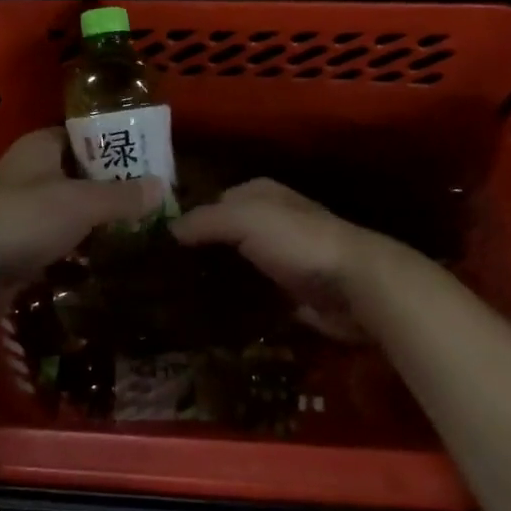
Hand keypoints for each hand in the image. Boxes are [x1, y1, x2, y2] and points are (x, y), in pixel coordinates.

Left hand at [0, 129, 164, 286]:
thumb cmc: (25, 217)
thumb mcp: (82, 203)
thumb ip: (122, 196)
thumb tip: (162, 186)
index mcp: (40, 146)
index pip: (84, 135)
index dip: (115, 144)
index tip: (147, 159)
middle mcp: (28, 170)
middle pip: (78, 172)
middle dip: (110, 185)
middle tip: (149, 198)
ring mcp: (19, 208)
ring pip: (66, 207)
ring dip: (94, 218)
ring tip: (136, 227)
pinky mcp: (15, 242)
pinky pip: (54, 238)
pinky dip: (75, 245)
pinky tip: (104, 256)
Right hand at [171, 178, 409, 341]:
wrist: (355, 286)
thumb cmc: (299, 241)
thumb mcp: (245, 218)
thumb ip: (205, 220)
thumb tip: (169, 229)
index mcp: (260, 193)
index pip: (212, 200)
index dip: (187, 217)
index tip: (155, 242)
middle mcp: (270, 220)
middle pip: (224, 234)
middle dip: (198, 251)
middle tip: (159, 278)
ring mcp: (281, 257)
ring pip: (236, 265)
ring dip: (214, 279)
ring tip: (174, 302)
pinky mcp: (289, 291)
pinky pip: (252, 295)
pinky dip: (234, 303)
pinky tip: (207, 317)